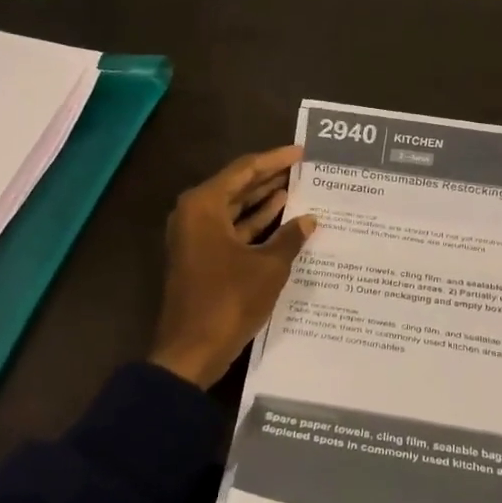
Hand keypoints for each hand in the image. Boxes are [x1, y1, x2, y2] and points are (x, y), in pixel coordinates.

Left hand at [149, 145, 316, 388]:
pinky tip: (282, 220)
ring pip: (234, 209)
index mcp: (204, 205)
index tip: (301, 152)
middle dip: (270, 178)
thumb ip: (290, 238)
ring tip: (298, 189)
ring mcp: (195, 237)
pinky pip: (231, 230)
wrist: (192, 350)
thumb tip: (310, 219)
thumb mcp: (268, 267)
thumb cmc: (229, 301)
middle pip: (237, 186)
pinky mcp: (201, 257)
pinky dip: (254, 224)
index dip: (275, 160)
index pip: (244, 170)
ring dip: (263, 200)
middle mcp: (195, 214)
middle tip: (303, 168)